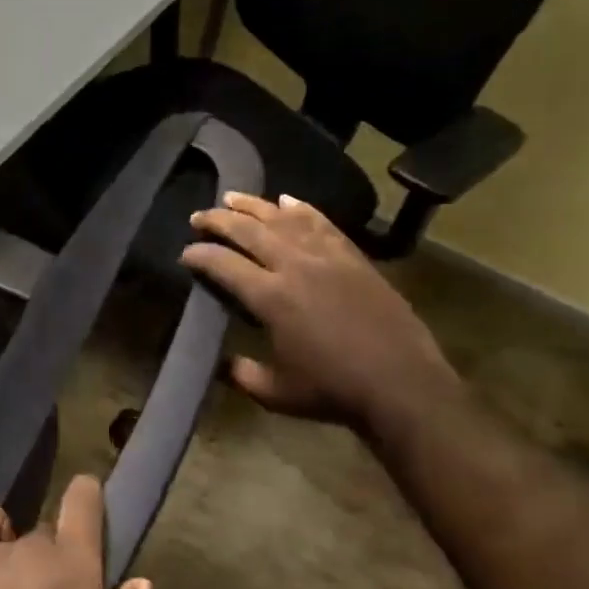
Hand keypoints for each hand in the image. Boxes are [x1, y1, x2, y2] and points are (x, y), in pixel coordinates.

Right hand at [181, 191, 459, 434]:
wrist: (404, 386)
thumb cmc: (334, 392)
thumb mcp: (274, 392)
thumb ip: (239, 373)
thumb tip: (216, 361)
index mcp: (271, 298)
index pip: (223, 264)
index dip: (198, 255)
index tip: (185, 254)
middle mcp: (295, 266)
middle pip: (248, 231)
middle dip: (218, 220)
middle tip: (198, 217)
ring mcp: (327, 257)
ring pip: (283, 219)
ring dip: (254, 206)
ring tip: (232, 197)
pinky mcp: (353, 258)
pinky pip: (322, 224)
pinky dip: (302, 209)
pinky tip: (287, 200)